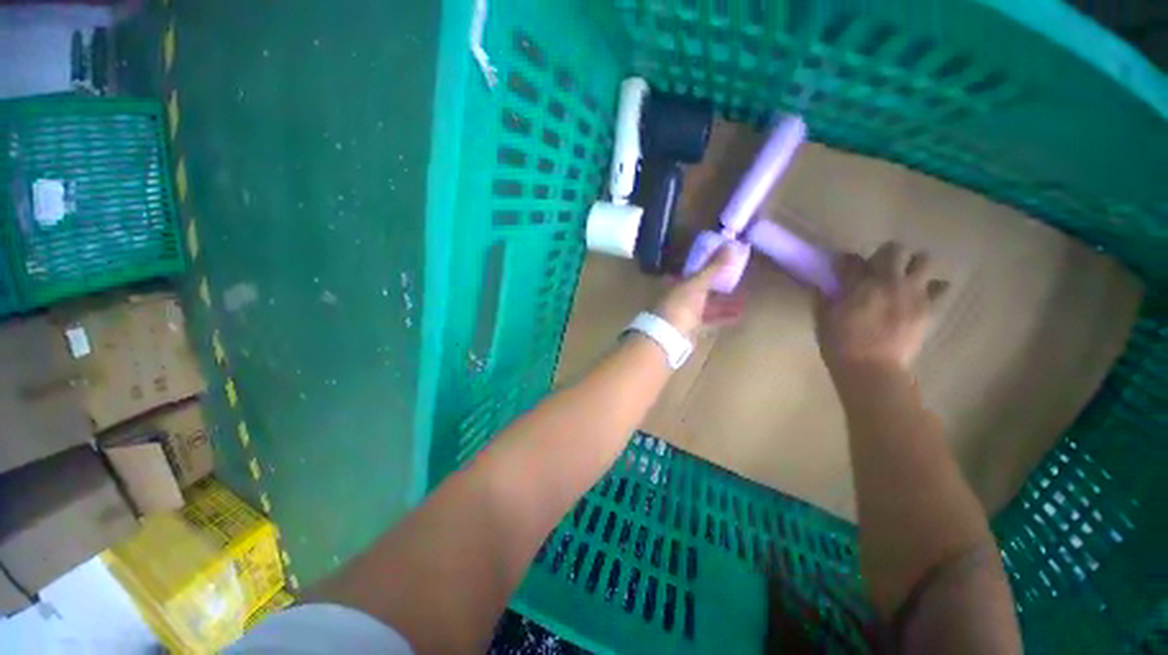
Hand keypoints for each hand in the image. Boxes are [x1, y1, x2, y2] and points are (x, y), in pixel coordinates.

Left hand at [653, 246, 745, 339]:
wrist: (670, 334)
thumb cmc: (681, 303)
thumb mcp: (698, 282)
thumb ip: (714, 267)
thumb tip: (730, 245)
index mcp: (676, 283)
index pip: (692, 272)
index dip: (706, 267)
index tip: (722, 263)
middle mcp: (680, 297)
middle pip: (701, 289)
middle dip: (718, 286)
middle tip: (737, 280)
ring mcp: (685, 313)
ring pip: (707, 305)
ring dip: (724, 303)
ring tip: (744, 299)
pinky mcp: (693, 327)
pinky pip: (711, 320)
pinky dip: (724, 317)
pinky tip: (740, 315)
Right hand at [816, 242, 947, 370]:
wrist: (872, 368)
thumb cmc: (840, 344)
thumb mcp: (823, 319)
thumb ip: (824, 298)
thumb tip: (823, 285)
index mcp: (860, 284)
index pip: (853, 260)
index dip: (846, 261)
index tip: (842, 267)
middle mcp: (889, 282)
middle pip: (893, 250)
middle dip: (884, 256)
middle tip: (876, 270)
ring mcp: (913, 293)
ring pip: (923, 261)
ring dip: (912, 265)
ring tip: (903, 279)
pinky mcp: (928, 308)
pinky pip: (940, 288)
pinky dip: (932, 287)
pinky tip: (920, 295)